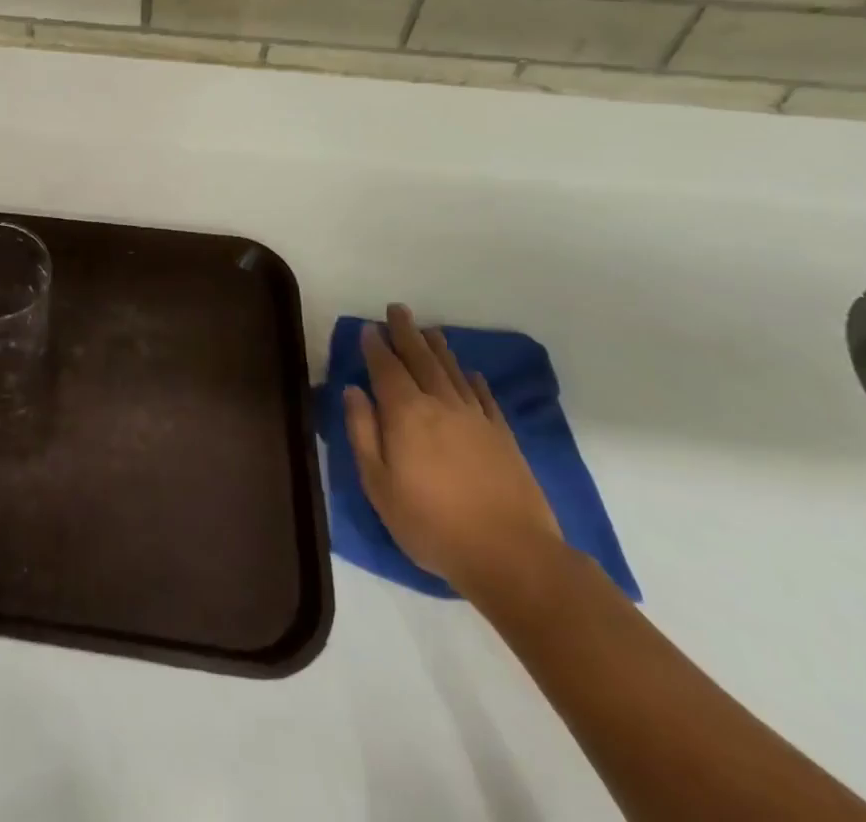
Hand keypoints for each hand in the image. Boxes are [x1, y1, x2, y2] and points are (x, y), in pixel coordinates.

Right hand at [344, 304, 561, 593]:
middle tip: (397, 309)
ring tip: (429, 330)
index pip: (386, 368)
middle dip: (406, 332)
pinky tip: (470, 373)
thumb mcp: (378, 484)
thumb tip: (353, 390)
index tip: (368, 327)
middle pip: (420, 358)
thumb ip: (362, 432)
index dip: (375, 346)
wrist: (512, 555)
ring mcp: (476, 418)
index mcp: (405, 413)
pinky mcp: (503, 437)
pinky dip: (474, 380)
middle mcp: (440, 404)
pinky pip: (484, 397)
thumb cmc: (431, 524)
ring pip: (452, 371)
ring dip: (438, 348)